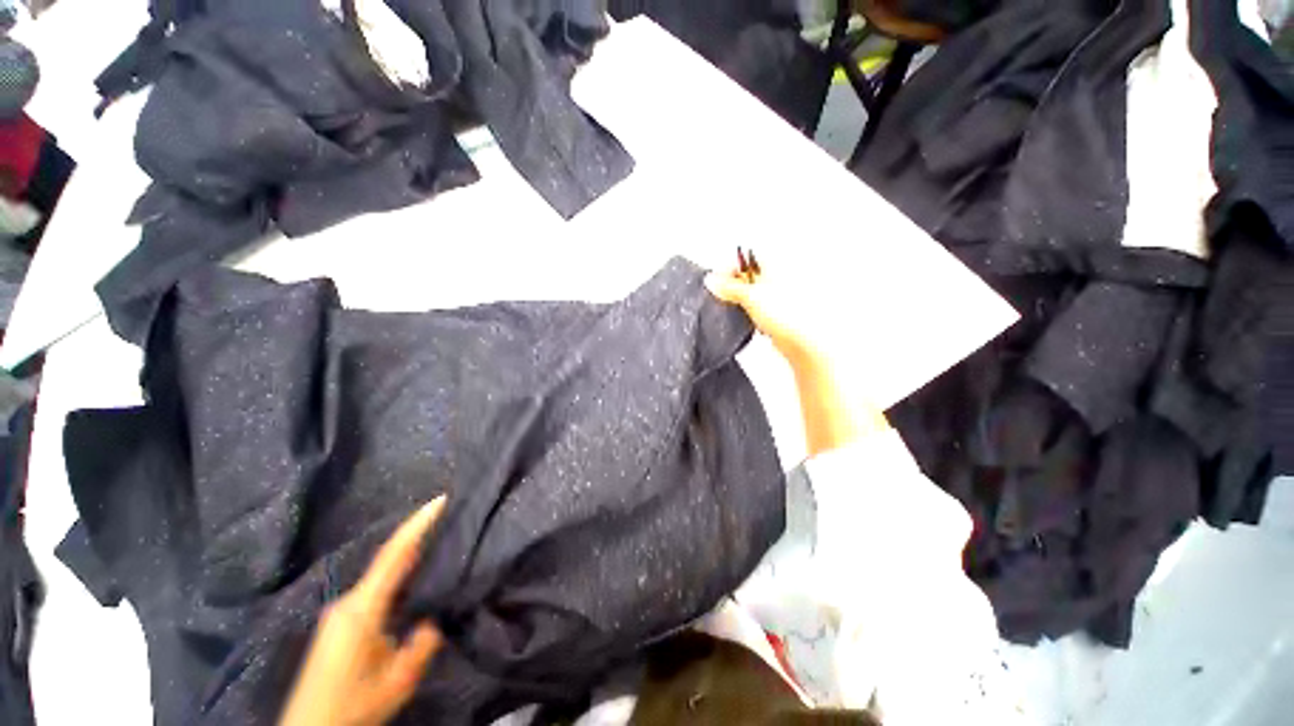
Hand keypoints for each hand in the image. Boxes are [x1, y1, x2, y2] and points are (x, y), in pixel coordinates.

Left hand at [279, 498, 445, 725]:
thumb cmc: (351, 705)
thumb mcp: (397, 681)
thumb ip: (422, 645)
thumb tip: (431, 621)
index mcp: (362, 608)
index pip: (393, 555)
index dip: (417, 525)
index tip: (441, 500)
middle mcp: (349, 601)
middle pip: (388, 559)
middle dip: (418, 537)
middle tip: (449, 521)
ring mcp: (341, 611)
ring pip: (381, 574)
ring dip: (408, 558)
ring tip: (438, 546)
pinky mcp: (340, 623)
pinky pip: (375, 588)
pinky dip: (398, 576)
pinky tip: (412, 581)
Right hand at [706, 265, 887, 455]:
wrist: (806, 343)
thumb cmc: (790, 316)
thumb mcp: (751, 296)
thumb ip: (729, 287)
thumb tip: (712, 280)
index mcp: (778, 261)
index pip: (746, 255)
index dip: (729, 267)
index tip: (716, 281)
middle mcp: (781, 274)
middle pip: (749, 273)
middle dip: (733, 284)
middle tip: (723, 295)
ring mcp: (781, 293)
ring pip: (753, 291)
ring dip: (741, 299)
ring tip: (738, 309)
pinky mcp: (781, 311)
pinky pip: (759, 306)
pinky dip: (751, 310)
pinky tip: (749, 319)